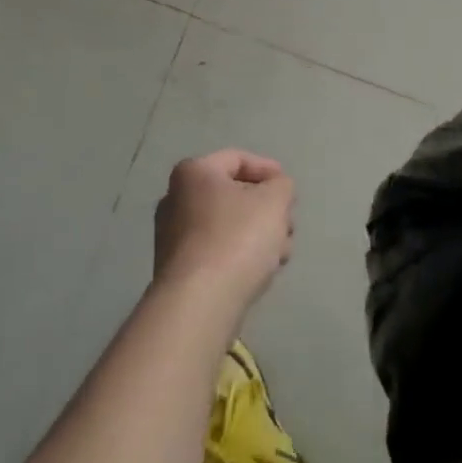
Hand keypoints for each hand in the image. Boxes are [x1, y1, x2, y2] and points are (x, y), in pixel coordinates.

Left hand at [153, 150, 294, 313]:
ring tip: (282, 253)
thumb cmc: (237, 238)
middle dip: (266, 208)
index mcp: (194, 173)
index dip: (268, 169)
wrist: (199, 304)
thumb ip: (282, 186)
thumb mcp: (275, 200)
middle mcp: (175, 199)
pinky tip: (262, 271)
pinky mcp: (177, 271)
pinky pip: (216, 251)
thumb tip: (275, 189)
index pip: (237, 159)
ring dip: (258, 234)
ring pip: (227, 225)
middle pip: (233, 194)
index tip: (289, 189)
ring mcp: (172, 237)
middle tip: (288, 223)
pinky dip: (239, 255)